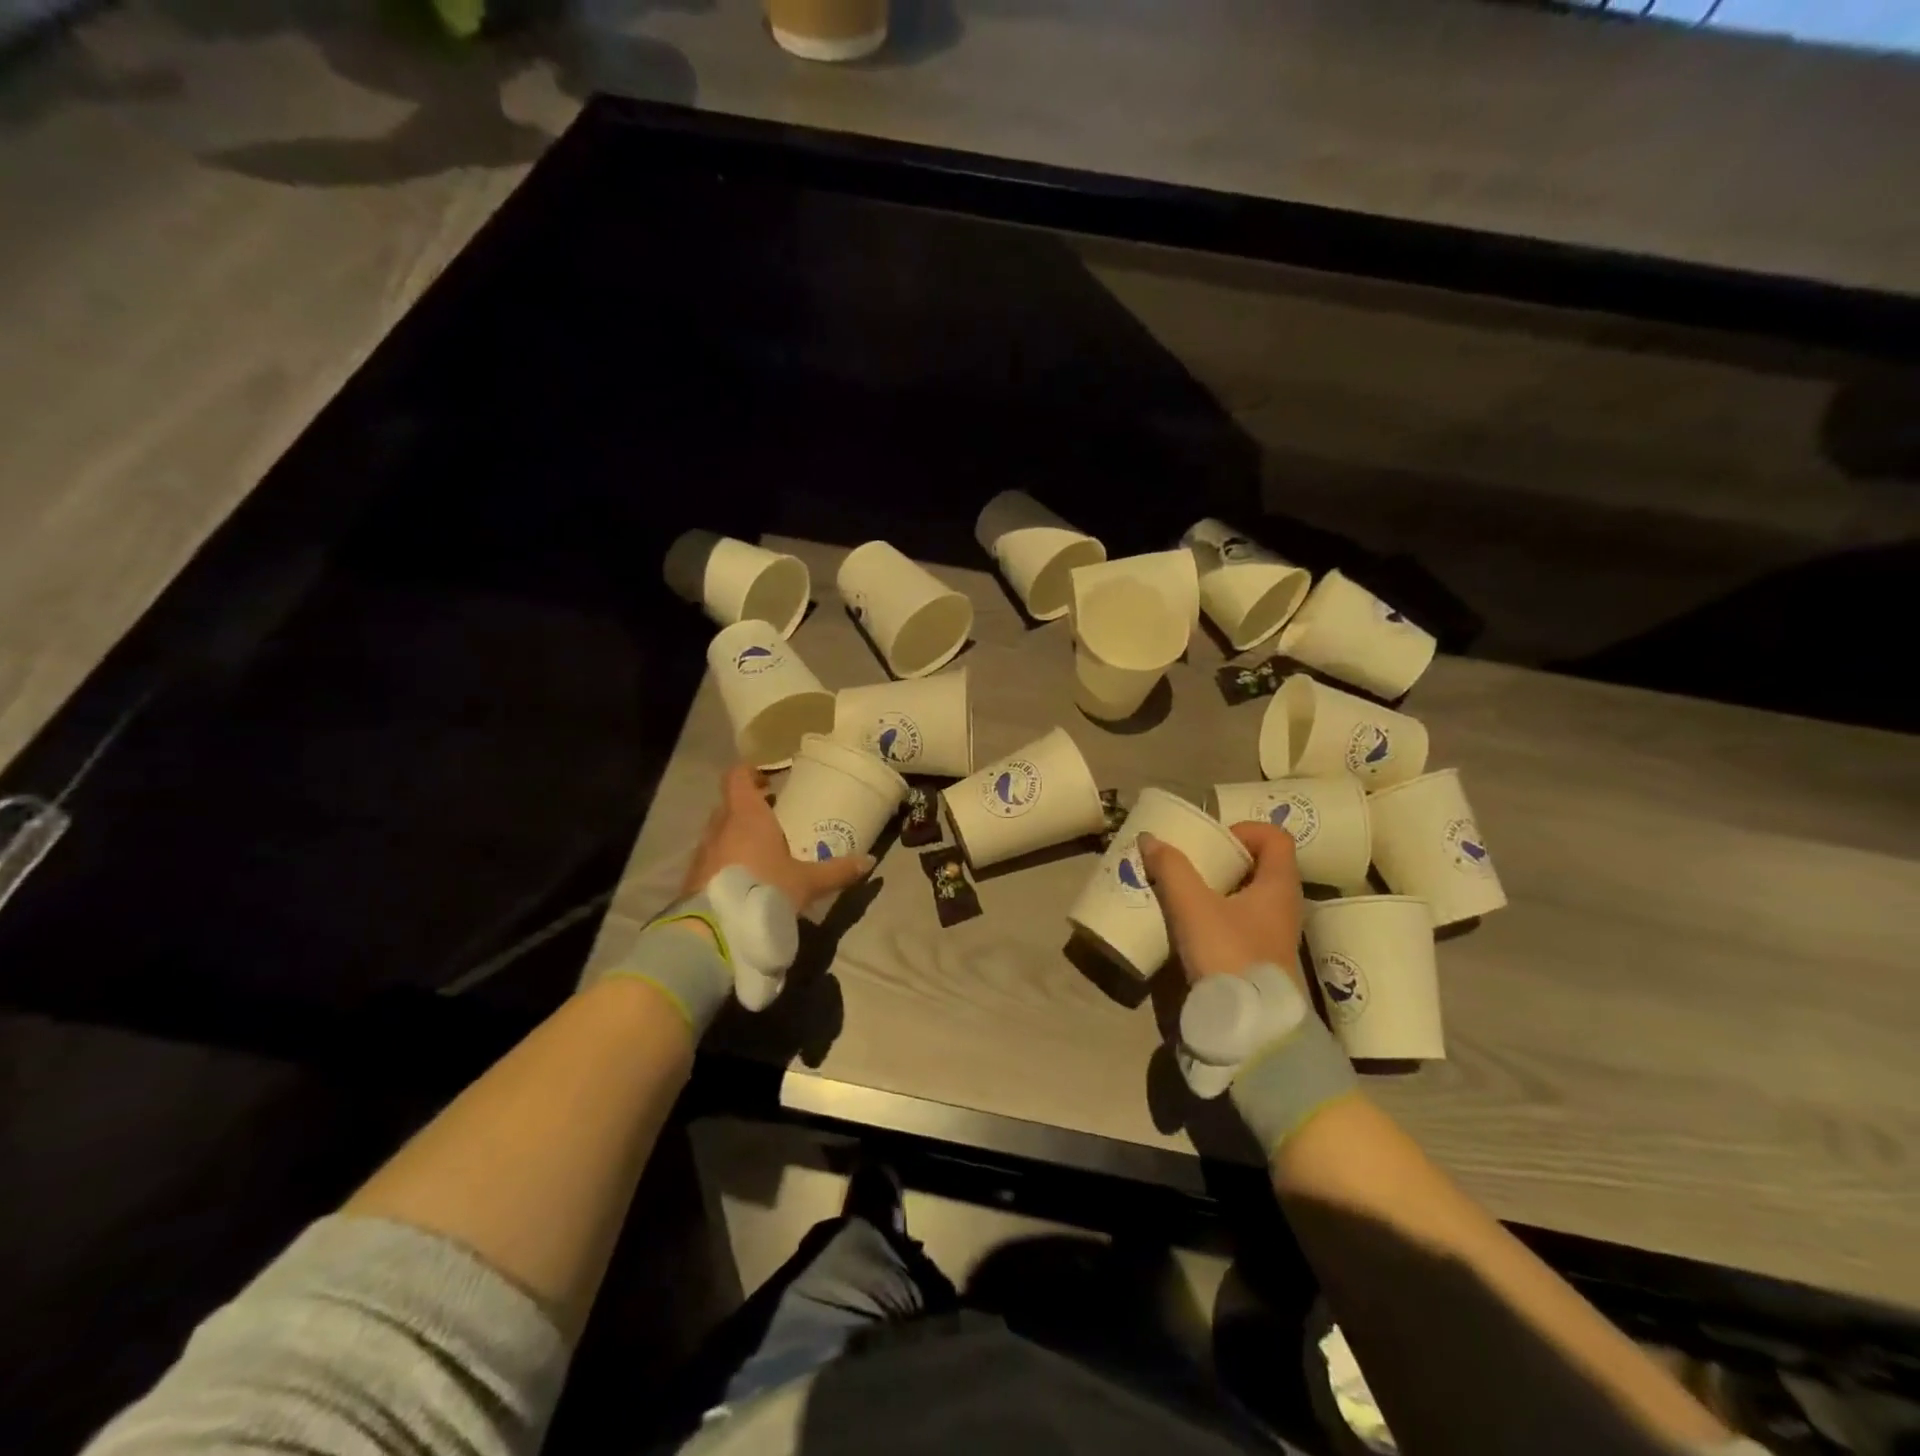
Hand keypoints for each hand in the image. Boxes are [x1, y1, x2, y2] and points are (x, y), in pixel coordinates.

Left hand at [682, 764, 873, 912]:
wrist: (714, 933)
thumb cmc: (764, 890)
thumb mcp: (807, 882)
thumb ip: (837, 870)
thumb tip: (869, 861)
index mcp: (746, 815)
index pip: (737, 777)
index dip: (750, 773)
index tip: (769, 781)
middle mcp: (719, 827)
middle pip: (730, 806)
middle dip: (750, 809)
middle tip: (775, 820)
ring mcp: (702, 853)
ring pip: (719, 834)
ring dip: (737, 838)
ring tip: (763, 854)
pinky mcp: (692, 879)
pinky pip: (712, 860)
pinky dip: (726, 863)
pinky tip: (746, 882)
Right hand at [1138, 822, 1305, 987]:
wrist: (1251, 1027)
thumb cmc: (1229, 954)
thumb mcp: (1192, 907)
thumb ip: (1171, 869)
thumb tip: (1150, 838)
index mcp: (1278, 886)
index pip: (1275, 838)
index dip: (1245, 830)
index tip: (1213, 842)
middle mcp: (1283, 906)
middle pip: (1259, 865)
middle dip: (1222, 859)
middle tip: (1189, 862)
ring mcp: (1273, 935)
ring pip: (1246, 896)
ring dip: (1216, 888)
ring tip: (1181, 890)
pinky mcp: (1259, 958)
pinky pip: (1239, 922)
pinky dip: (1216, 914)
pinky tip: (1188, 924)